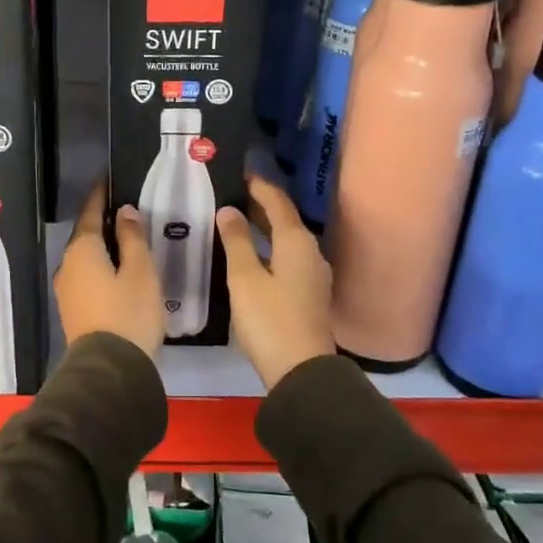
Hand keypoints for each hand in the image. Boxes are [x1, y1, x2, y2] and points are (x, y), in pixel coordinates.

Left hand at [53, 181, 164, 356]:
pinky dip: (100, 267)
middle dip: (102, 222)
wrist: (109, 369)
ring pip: (85, 258)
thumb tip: (124, 212)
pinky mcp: (73, 310)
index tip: (107, 179)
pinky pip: (86, 277)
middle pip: (85, 236)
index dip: (100, 195)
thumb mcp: (140, 271)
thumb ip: (133, 238)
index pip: (90, 213)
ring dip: (102, 247)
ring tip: (125, 241)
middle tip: (125, 211)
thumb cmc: (129, 313)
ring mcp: (66, 290)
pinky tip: (117, 272)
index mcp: (82, 250)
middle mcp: (68, 265)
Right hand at [216, 174, 334, 390]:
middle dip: (262, 205)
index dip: (260, 186)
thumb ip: (236, 241)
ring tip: (239, 219)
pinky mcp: (309, 294)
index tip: (242, 171)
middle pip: (286, 219)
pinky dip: (270, 247)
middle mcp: (311, 253)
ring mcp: (314, 275)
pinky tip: (253, 254)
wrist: (301, 371)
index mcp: (297, 242)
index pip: (278, 202)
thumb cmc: (270, 319)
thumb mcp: (245, 278)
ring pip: (287, 240)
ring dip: (265, 227)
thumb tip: (229, 210)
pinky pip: (288, 257)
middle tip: (234, 192)